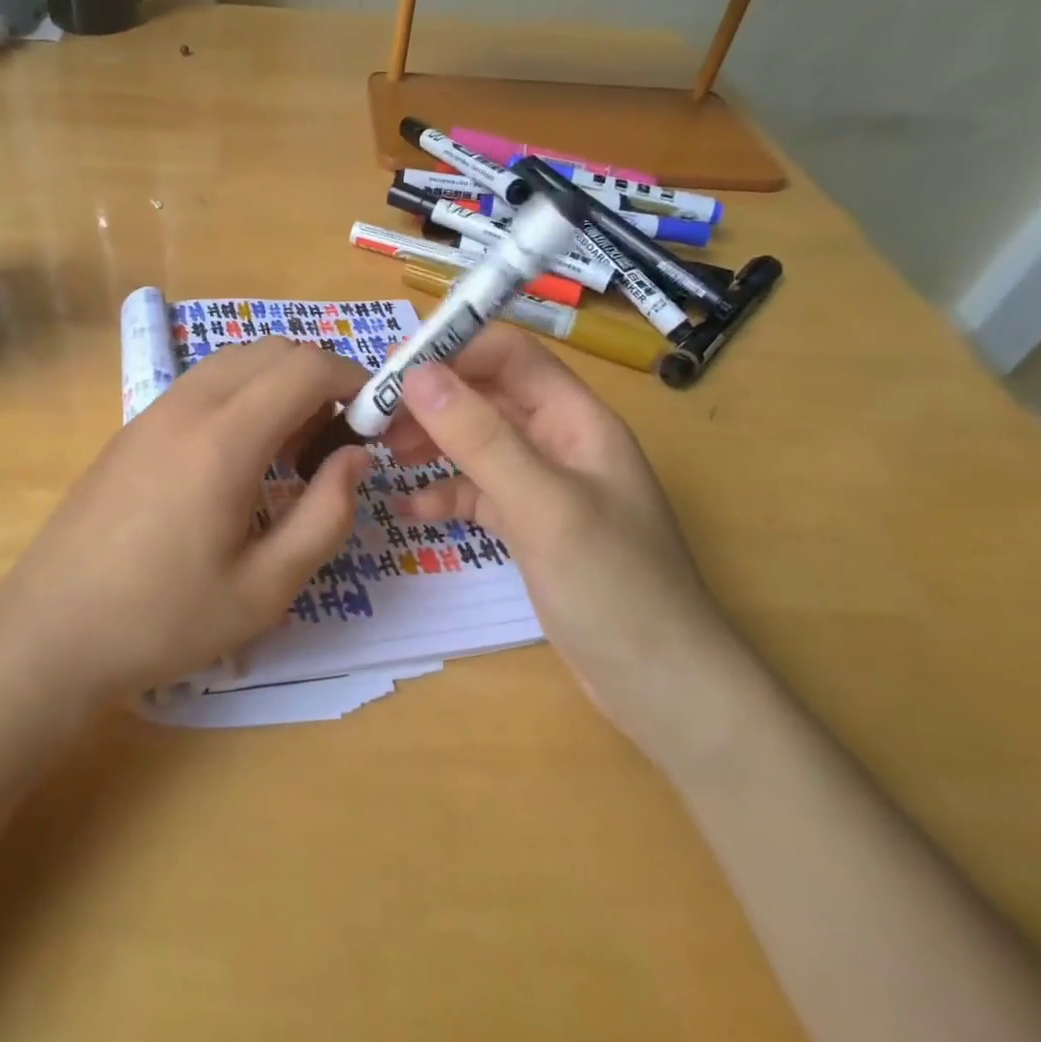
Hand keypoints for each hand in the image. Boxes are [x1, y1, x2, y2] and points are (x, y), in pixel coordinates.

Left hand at [0, 338, 372, 699]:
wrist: (49, 631)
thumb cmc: (163, 620)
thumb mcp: (265, 588)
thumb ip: (325, 515)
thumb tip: (355, 457)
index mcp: (224, 440)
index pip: (305, 368)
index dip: (352, 379)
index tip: (374, 417)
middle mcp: (188, 406)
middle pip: (271, 350)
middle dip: (318, 377)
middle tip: (333, 439)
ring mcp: (153, 411)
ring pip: (235, 360)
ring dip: (277, 383)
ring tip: (289, 450)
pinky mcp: (133, 427)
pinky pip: (203, 383)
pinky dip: (241, 394)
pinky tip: (238, 458)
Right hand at [386, 325, 743, 763]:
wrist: (664, 690)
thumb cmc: (613, 587)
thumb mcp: (542, 505)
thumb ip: (481, 437)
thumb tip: (417, 374)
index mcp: (577, 419)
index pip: (511, 356)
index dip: (454, 351)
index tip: (394, 370)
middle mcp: (561, 441)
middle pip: (488, 396)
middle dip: (434, 401)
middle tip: (376, 419)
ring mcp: (546, 486)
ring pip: (479, 443)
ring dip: (433, 443)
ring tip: (385, 456)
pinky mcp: (532, 526)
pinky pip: (479, 492)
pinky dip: (445, 494)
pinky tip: (410, 510)